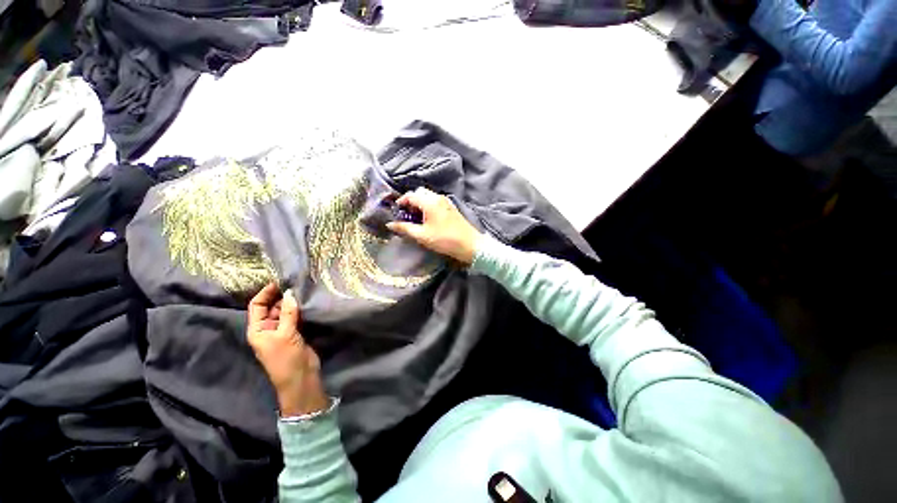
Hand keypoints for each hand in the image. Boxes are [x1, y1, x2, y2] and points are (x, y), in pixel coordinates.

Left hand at [248, 283, 329, 416]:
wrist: (300, 378)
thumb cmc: (285, 358)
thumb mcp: (285, 334)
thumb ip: (288, 313)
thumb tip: (290, 292)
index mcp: (257, 329)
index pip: (257, 306)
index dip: (266, 293)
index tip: (279, 281)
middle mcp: (268, 328)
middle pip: (272, 307)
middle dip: (281, 295)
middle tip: (296, 282)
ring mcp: (283, 331)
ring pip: (285, 311)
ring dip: (292, 302)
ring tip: (304, 289)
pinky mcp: (296, 333)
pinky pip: (296, 317)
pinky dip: (300, 310)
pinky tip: (308, 301)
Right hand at [386, 187, 482, 265]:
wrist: (469, 244)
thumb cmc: (444, 240)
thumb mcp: (422, 235)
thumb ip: (405, 228)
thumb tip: (390, 224)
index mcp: (429, 202)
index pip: (410, 195)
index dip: (401, 202)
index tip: (396, 212)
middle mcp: (438, 197)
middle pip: (420, 193)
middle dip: (411, 201)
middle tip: (406, 215)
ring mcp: (446, 202)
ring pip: (428, 197)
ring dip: (420, 204)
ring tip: (416, 219)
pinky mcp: (451, 208)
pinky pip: (436, 201)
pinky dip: (428, 206)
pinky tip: (428, 219)